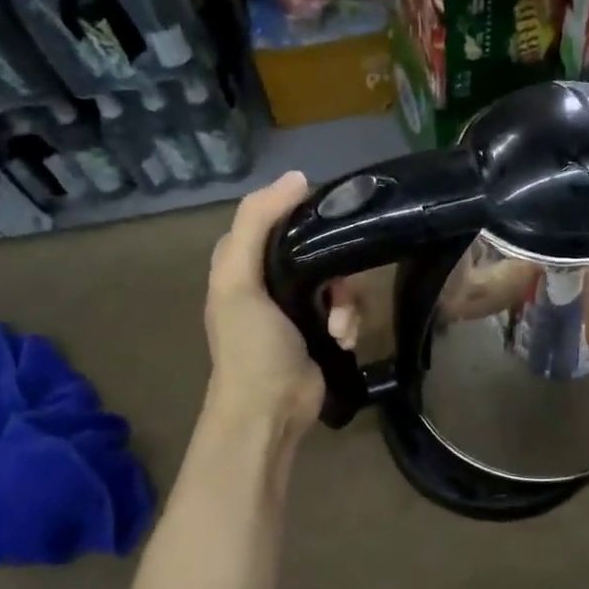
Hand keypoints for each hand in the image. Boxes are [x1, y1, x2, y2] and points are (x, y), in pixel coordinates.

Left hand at [204, 172, 325, 439]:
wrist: (270, 412)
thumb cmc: (251, 346)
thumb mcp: (239, 280)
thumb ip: (257, 222)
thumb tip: (298, 176)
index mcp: (242, 263)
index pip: (273, 218)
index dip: (300, 212)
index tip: (332, 212)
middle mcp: (268, 280)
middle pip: (315, 248)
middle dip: (333, 267)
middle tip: (338, 285)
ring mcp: (298, 308)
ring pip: (338, 279)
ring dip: (346, 302)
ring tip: (339, 327)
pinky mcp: (323, 330)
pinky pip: (348, 309)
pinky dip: (350, 322)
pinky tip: (344, 340)